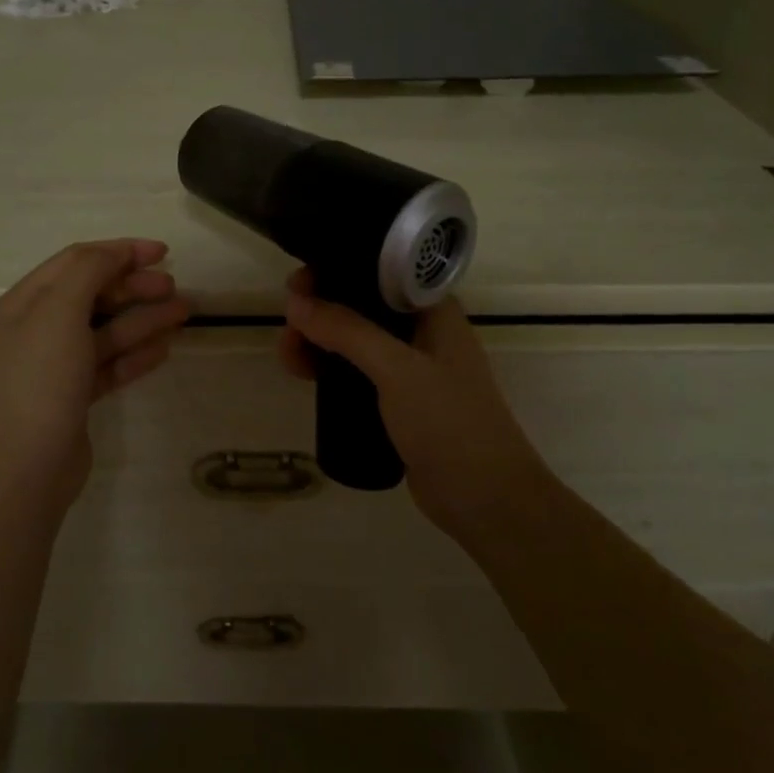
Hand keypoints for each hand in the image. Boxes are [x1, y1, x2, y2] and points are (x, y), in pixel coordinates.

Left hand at [0, 239, 189, 513]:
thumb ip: (89, 271)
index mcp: (28, 300)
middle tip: (174, 288)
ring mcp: (58, 363)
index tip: (162, 252)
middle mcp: (40, 326)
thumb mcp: (61, 310)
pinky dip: (136, 354)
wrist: (28, 466)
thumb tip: (115, 255)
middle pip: (96, 294)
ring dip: (145, 319)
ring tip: (183, 313)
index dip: (121, 251)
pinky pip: (110, 363)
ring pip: (108, 329)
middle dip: (136, 287)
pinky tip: (164, 349)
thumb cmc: (43, 378)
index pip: (79, 260)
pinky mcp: (75, 394)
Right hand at [278, 269, 548, 540]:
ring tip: (287, 356)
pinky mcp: (400, 401)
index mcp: (433, 311)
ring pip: (355, 341)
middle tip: (287, 327)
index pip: (378, 272)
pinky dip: (330, 369)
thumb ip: (346, 331)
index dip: (336, 271)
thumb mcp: (396, 369)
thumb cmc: (449, 422)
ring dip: (320, 341)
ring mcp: (411, 368)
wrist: (487, 501)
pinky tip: (305, 376)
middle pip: (361, 306)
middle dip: (321, 311)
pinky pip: (357, 372)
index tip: (298, 285)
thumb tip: (295, 302)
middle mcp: (423, 332)